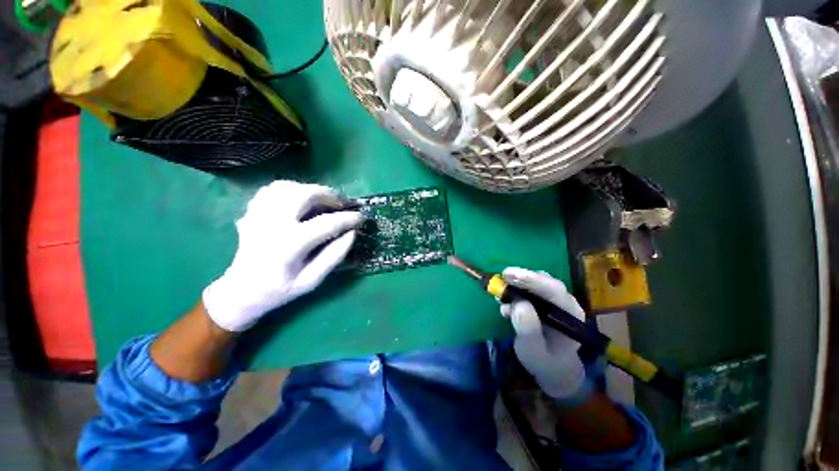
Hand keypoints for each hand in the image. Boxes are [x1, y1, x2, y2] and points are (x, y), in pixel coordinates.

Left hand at [203, 181, 362, 331]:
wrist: (241, 291)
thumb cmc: (280, 290)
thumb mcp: (312, 280)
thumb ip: (334, 256)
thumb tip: (352, 233)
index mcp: (289, 245)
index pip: (327, 224)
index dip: (348, 219)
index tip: (361, 217)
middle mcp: (272, 224)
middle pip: (305, 194)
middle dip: (330, 195)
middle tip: (342, 204)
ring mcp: (258, 215)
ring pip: (288, 187)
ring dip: (311, 189)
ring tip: (323, 200)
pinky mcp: (252, 212)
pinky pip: (272, 189)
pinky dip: (291, 189)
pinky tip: (300, 199)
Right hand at [501, 268, 587, 400]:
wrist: (551, 365)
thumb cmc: (545, 361)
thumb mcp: (534, 351)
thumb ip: (528, 330)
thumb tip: (518, 304)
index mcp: (569, 314)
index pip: (554, 290)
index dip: (532, 280)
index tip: (510, 275)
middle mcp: (564, 302)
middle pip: (544, 281)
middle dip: (521, 278)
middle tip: (501, 278)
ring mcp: (553, 299)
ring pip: (535, 282)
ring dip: (516, 284)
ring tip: (500, 294)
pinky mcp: (542, 299)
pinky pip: (528, 288)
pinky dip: (514, 290)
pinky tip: (504, 301)